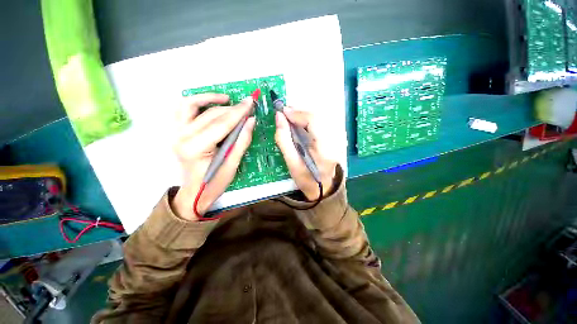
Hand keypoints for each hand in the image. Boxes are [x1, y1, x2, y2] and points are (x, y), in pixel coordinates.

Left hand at [172, 94, 255, 220]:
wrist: (194, 192)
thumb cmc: (214, 183)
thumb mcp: (232, 164)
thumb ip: (242, 140)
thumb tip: (251, 120)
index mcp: (196, 148)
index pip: (221, 124)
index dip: (238, 112)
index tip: (251, 102)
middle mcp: (182, 137)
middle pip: (210, 115)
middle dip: (231, 108)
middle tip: (246, 106)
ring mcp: (175, 133)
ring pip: (190, 105)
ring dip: (209, 98)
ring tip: (226, 99)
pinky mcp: (176, 132)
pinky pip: (183, 110)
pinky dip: (196, 102)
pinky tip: (210, 104)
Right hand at [275, 107, 336, 200]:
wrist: (326, 190)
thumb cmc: (307, 180)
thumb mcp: (292, 164)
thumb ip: (284, 139)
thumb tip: (278, 117)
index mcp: (325, 149)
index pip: (314, 121)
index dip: (297, 113)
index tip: (283, 112)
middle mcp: (337, 140)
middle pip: (319, 115)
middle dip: (301, 112)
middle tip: (286, 113)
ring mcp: (341, 139)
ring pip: (323, 116)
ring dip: (306, 115)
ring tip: (293, 118)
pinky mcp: (340, 138)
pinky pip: (326, 121)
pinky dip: (313, 119)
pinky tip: (304, 123)